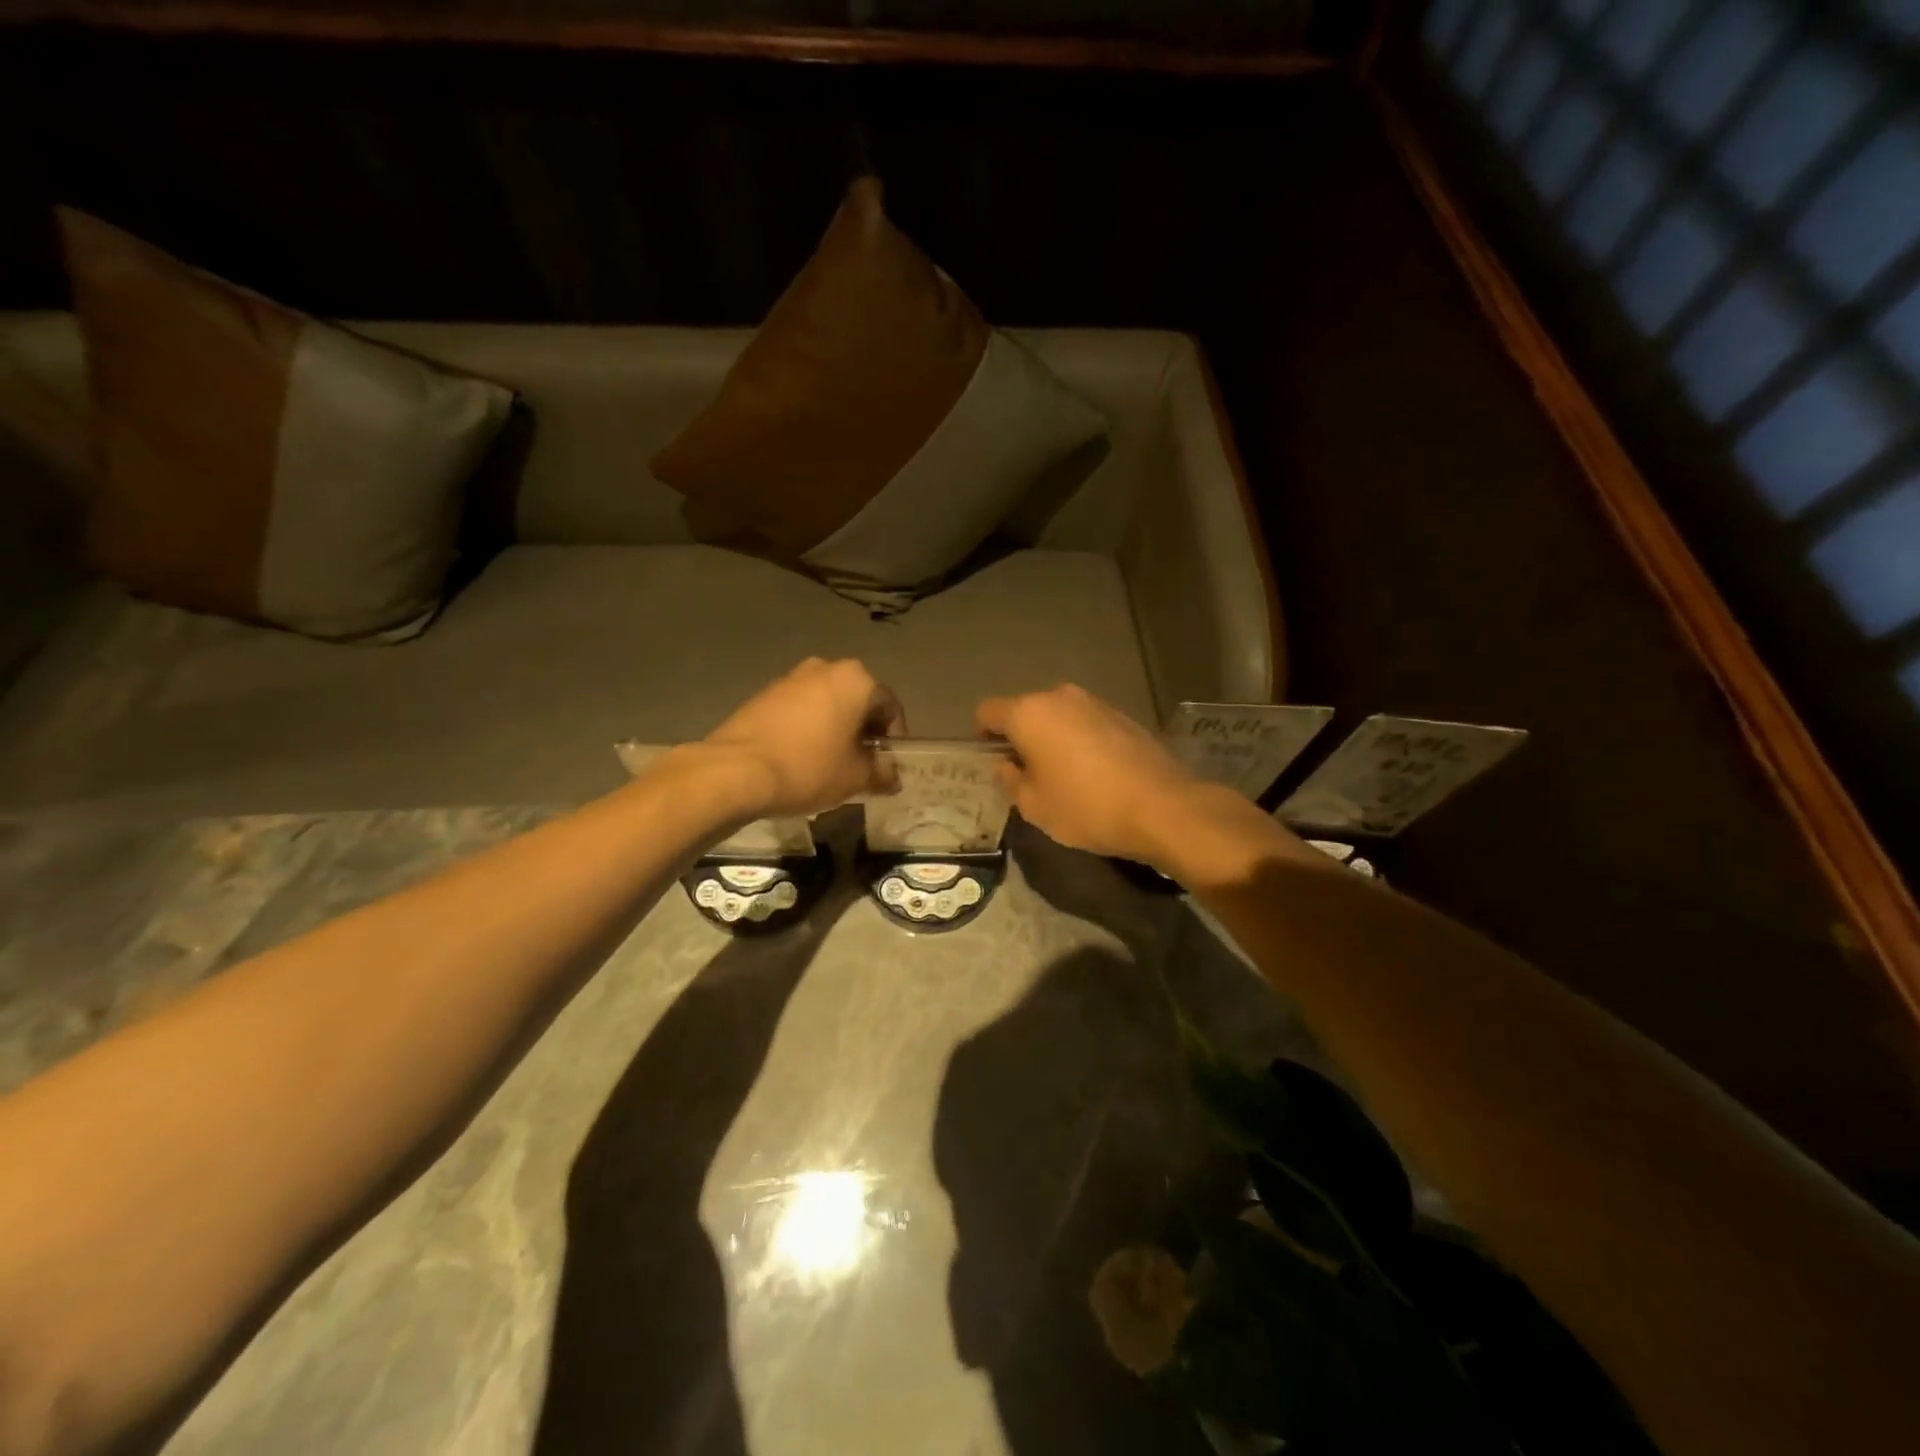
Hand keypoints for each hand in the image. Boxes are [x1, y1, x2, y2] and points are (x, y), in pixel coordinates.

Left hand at [703, 657, 905, 817]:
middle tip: (862, 765)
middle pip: (858, 701)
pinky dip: (809, 729)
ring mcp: (791, 678)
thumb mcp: (856, 777)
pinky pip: (800, 710)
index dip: (894, 739)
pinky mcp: (764, 693)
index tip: (887, 766)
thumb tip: (891, 776)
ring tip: (831, 764)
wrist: (735, 770)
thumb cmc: (808, 768)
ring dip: (836, 729)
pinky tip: (802, 758)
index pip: (890, 707)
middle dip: (864, 732)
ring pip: (828, 704)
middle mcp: (825, 668)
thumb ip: (881, 772)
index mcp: (856, 679)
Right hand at [975, 684, 1205, 864]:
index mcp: (1029, 713)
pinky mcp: (1123, 715)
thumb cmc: (1086, 808)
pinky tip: (1095, 773)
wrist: (1162, 807)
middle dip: (1021, 737)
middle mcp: (1060, 697)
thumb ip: (1010, 780)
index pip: (987, 712)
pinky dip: (1081, 741)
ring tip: (1064, 776)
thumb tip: (1006, 765)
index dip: (983, 737)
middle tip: (1028, 775)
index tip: (993, 764)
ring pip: (1059, 716)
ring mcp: (1095, 702)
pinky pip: (1087, 724)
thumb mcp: (1034, 806)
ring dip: (1053, 738)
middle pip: (1025, 711)